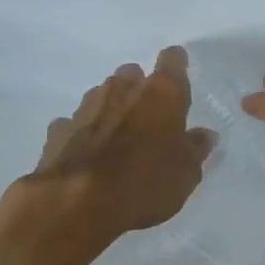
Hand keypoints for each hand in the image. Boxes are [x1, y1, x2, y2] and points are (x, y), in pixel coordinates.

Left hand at [29, 46, 213, 241]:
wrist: (76, 205)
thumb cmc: (144, 183)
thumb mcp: (185, 174)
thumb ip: (195, 149)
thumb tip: (204, 135)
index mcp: (161, 92)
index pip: (172, 59)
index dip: (176, 66)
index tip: (179, 79)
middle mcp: (123, 88)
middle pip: (133, 75)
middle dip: (140, 91)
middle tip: (148, 120)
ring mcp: (87, 105)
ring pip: (103, 95)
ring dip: (111, 109)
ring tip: (117, 140)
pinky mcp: (59, 129)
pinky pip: (74, 123)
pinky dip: (82, 133)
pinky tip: (86, 155)